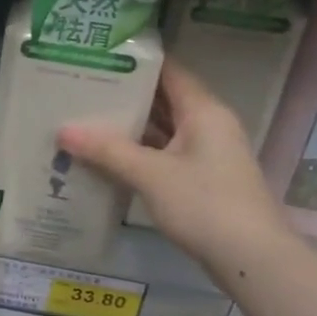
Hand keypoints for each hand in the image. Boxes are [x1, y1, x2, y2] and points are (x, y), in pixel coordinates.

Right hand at [59, 62, 284, 269]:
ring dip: (131, 127)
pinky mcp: (203, 180)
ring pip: (163, 130)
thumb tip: (63, 130)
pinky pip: (166, 155)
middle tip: (81, 89)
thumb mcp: (151, 175)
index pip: (168, 71)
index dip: (135, 62)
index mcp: (203, 111)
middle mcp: (208, 125)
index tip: (98, 57)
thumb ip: (107, 150)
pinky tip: (108, 158)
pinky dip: (140, 153)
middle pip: (163, 100)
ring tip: (86, 120)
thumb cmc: (204, 204)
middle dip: (125, 96)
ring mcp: (207, 154)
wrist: (253, 258)